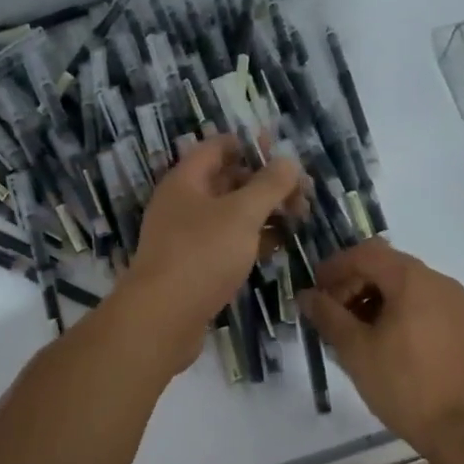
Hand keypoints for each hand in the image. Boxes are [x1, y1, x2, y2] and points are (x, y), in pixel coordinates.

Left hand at [120, 137, 303, 374]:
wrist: (162, 319)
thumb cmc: (202, 254)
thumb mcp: (242, 214)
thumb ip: (269, 185)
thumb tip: (289, 160)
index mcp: (186, 181)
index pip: (218, 147)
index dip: (250, 145)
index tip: (283, 153)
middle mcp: (182, 203)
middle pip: (227, 180)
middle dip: (264, 182)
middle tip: (301, 192)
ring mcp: (186, 237)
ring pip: (230, 214)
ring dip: (262, 212)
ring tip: (298, 218)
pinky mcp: (193, 267)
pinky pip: (226, 242)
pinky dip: (251, 239)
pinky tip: (277, 246)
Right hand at [300, 239, 463, 452]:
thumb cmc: (406, 386)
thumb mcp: (356, 351)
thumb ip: (328, 316)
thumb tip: (307, 296)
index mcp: (413, 279)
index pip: (366, 254)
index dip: (335, 266)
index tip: (316, 290)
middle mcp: (441, 282)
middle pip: (389, 267)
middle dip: (356, 285)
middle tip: (334, 315)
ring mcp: (462, 305)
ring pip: (411, 289)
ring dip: (380, 301)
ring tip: (361, 334)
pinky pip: (431, 308)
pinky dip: (406, 315)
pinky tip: (394, 347)